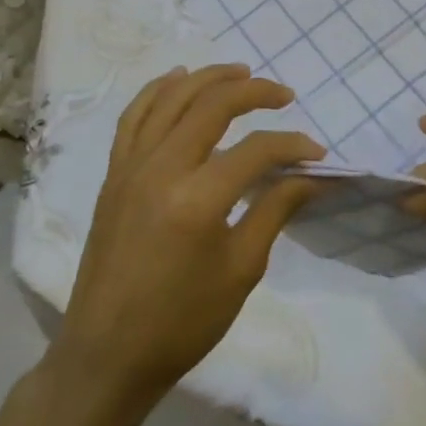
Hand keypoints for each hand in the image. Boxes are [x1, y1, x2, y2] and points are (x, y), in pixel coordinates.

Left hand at [53, 65, 322, 410]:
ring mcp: (130, 167)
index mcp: (198, 199)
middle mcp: (160, 169)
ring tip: (240, 71)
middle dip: (254, 92)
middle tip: (284, 94)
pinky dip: (158, 91)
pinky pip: (134, 117)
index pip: (256, 151)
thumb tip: (308, 175)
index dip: (292, 145)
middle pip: (212, 106)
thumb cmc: (183, 321)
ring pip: (171, 99)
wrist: (108, 354)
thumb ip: (275, 210)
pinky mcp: (113, 175)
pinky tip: (179, 79)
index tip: (316, 154)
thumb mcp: (241, 270)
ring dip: (208, 78)